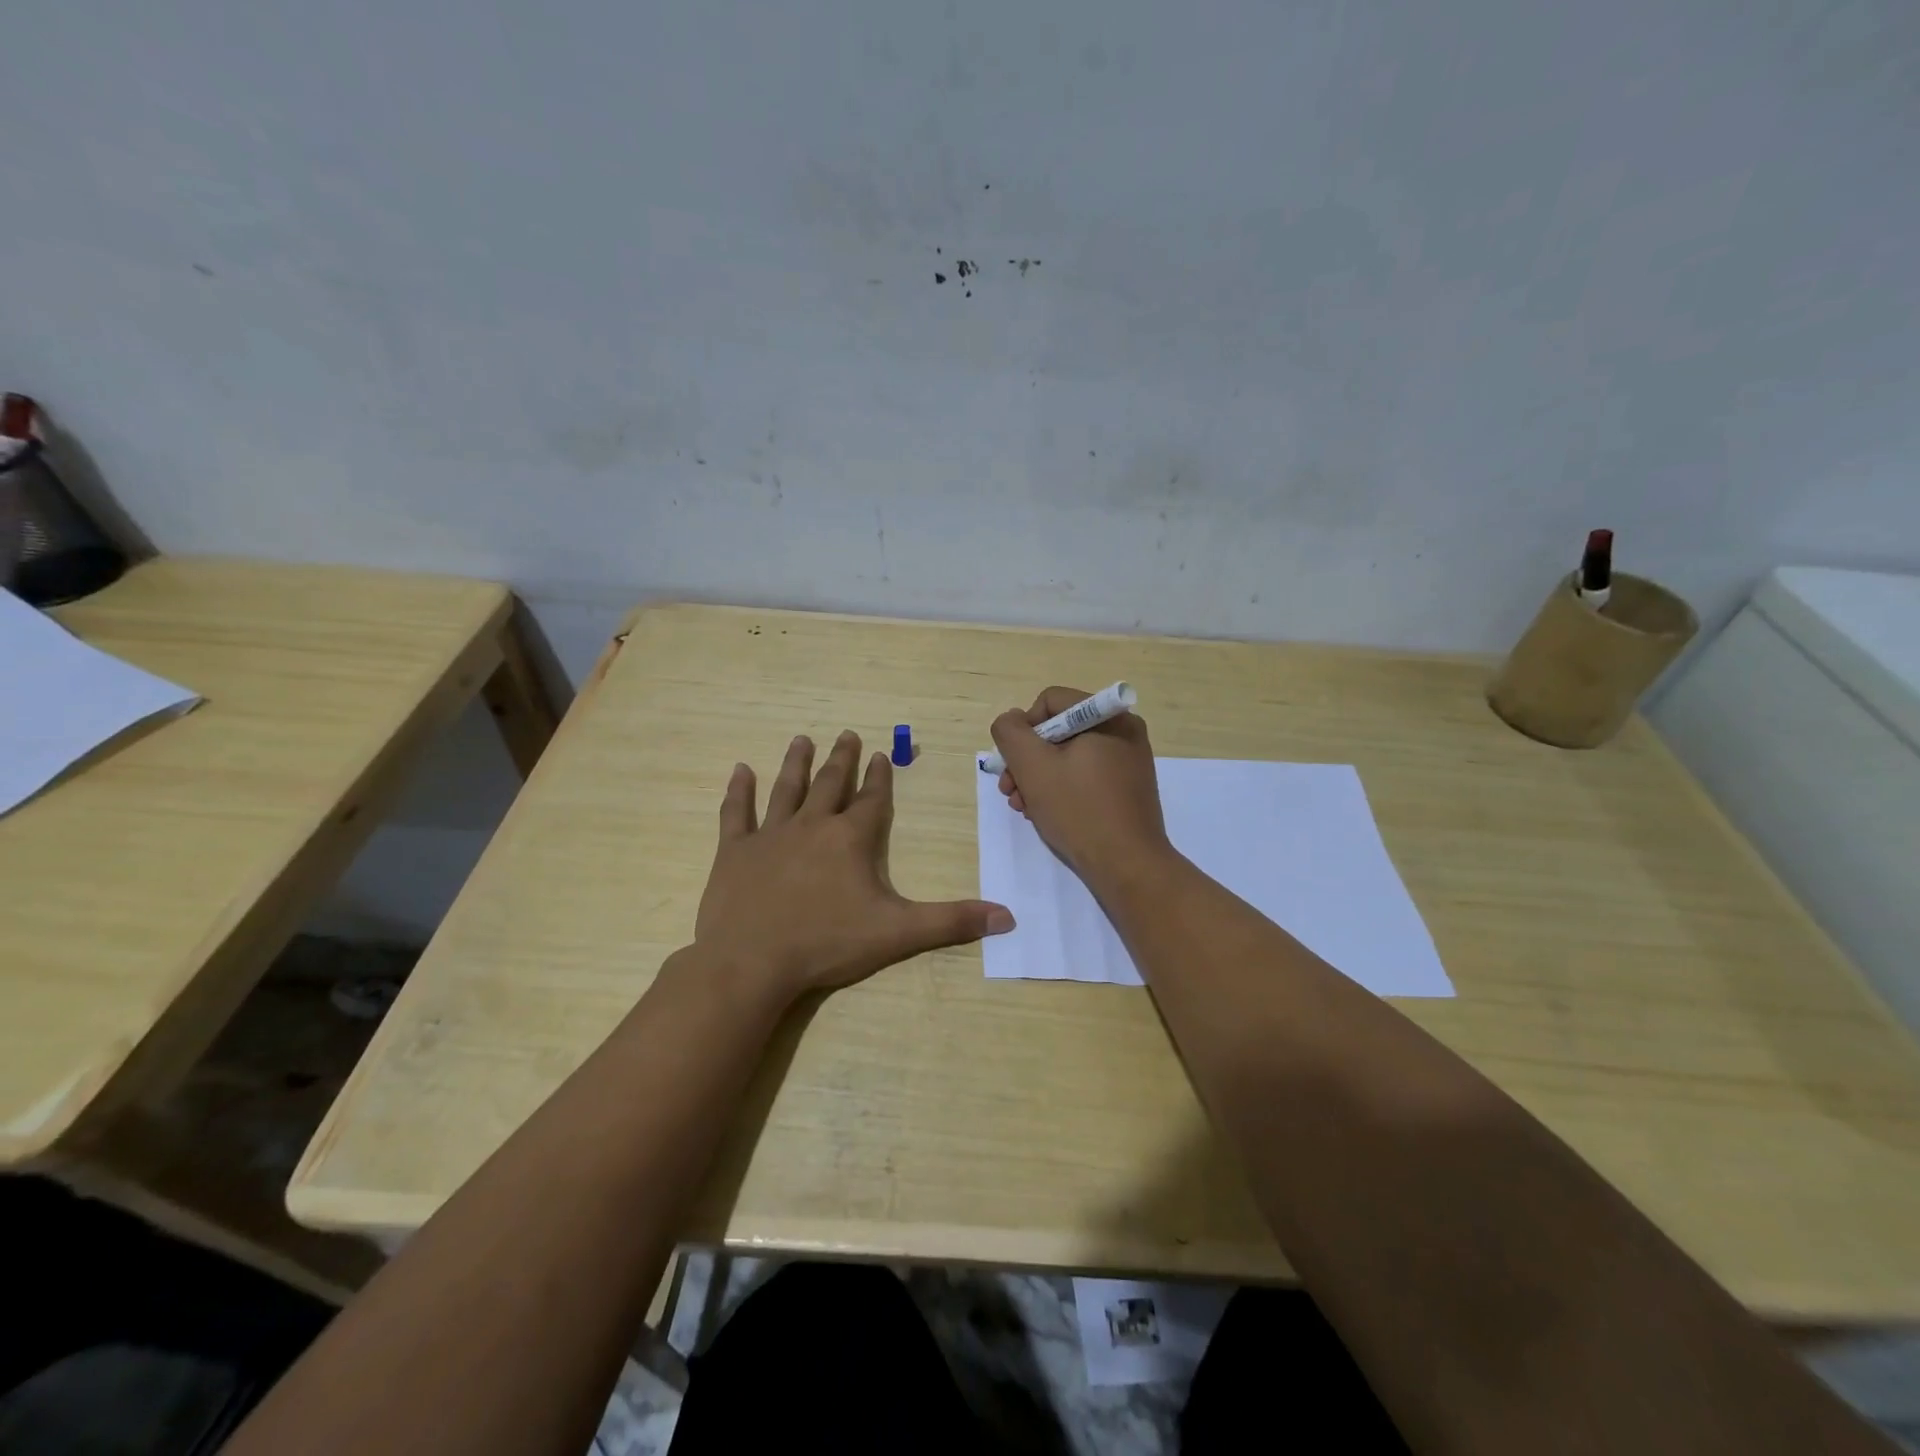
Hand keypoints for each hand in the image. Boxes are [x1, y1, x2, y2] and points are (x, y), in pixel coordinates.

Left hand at [695, 730, 1014, 997]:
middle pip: (831, 784)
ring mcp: (770, 835)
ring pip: (787, 788)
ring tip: (802, 739)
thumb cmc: (827, 944)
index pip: (872, 800)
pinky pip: (737, 813)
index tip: (882, 754)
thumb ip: (951, 921)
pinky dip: (738, 791)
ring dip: (796, 763)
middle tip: (846, 734)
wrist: (751, 962)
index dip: (880, 778)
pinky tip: (738, 769)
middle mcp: (812, 825)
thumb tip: (1007, 917)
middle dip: (842, 759)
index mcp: (851, 839)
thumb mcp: (898, 933)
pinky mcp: (735, 851)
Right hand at [991, 686, 1173, 886]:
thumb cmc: (1079, 810)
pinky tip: (1045, 813)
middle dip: (1027, 760)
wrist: (1127, 866)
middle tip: (1010, 791)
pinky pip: (1085, 775)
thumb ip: (1010, 732)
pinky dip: (1061, 789)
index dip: (1023, 729)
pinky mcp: (1127, 788)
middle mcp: (1123, 731)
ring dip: (1038, 778)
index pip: (1049, 702)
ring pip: (1068, 756)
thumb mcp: (1032, 766)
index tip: (1014, 764)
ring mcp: (1128, 761)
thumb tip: (1012, 720)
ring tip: (1023, 807)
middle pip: (1058, 730)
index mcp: (1108, 716)